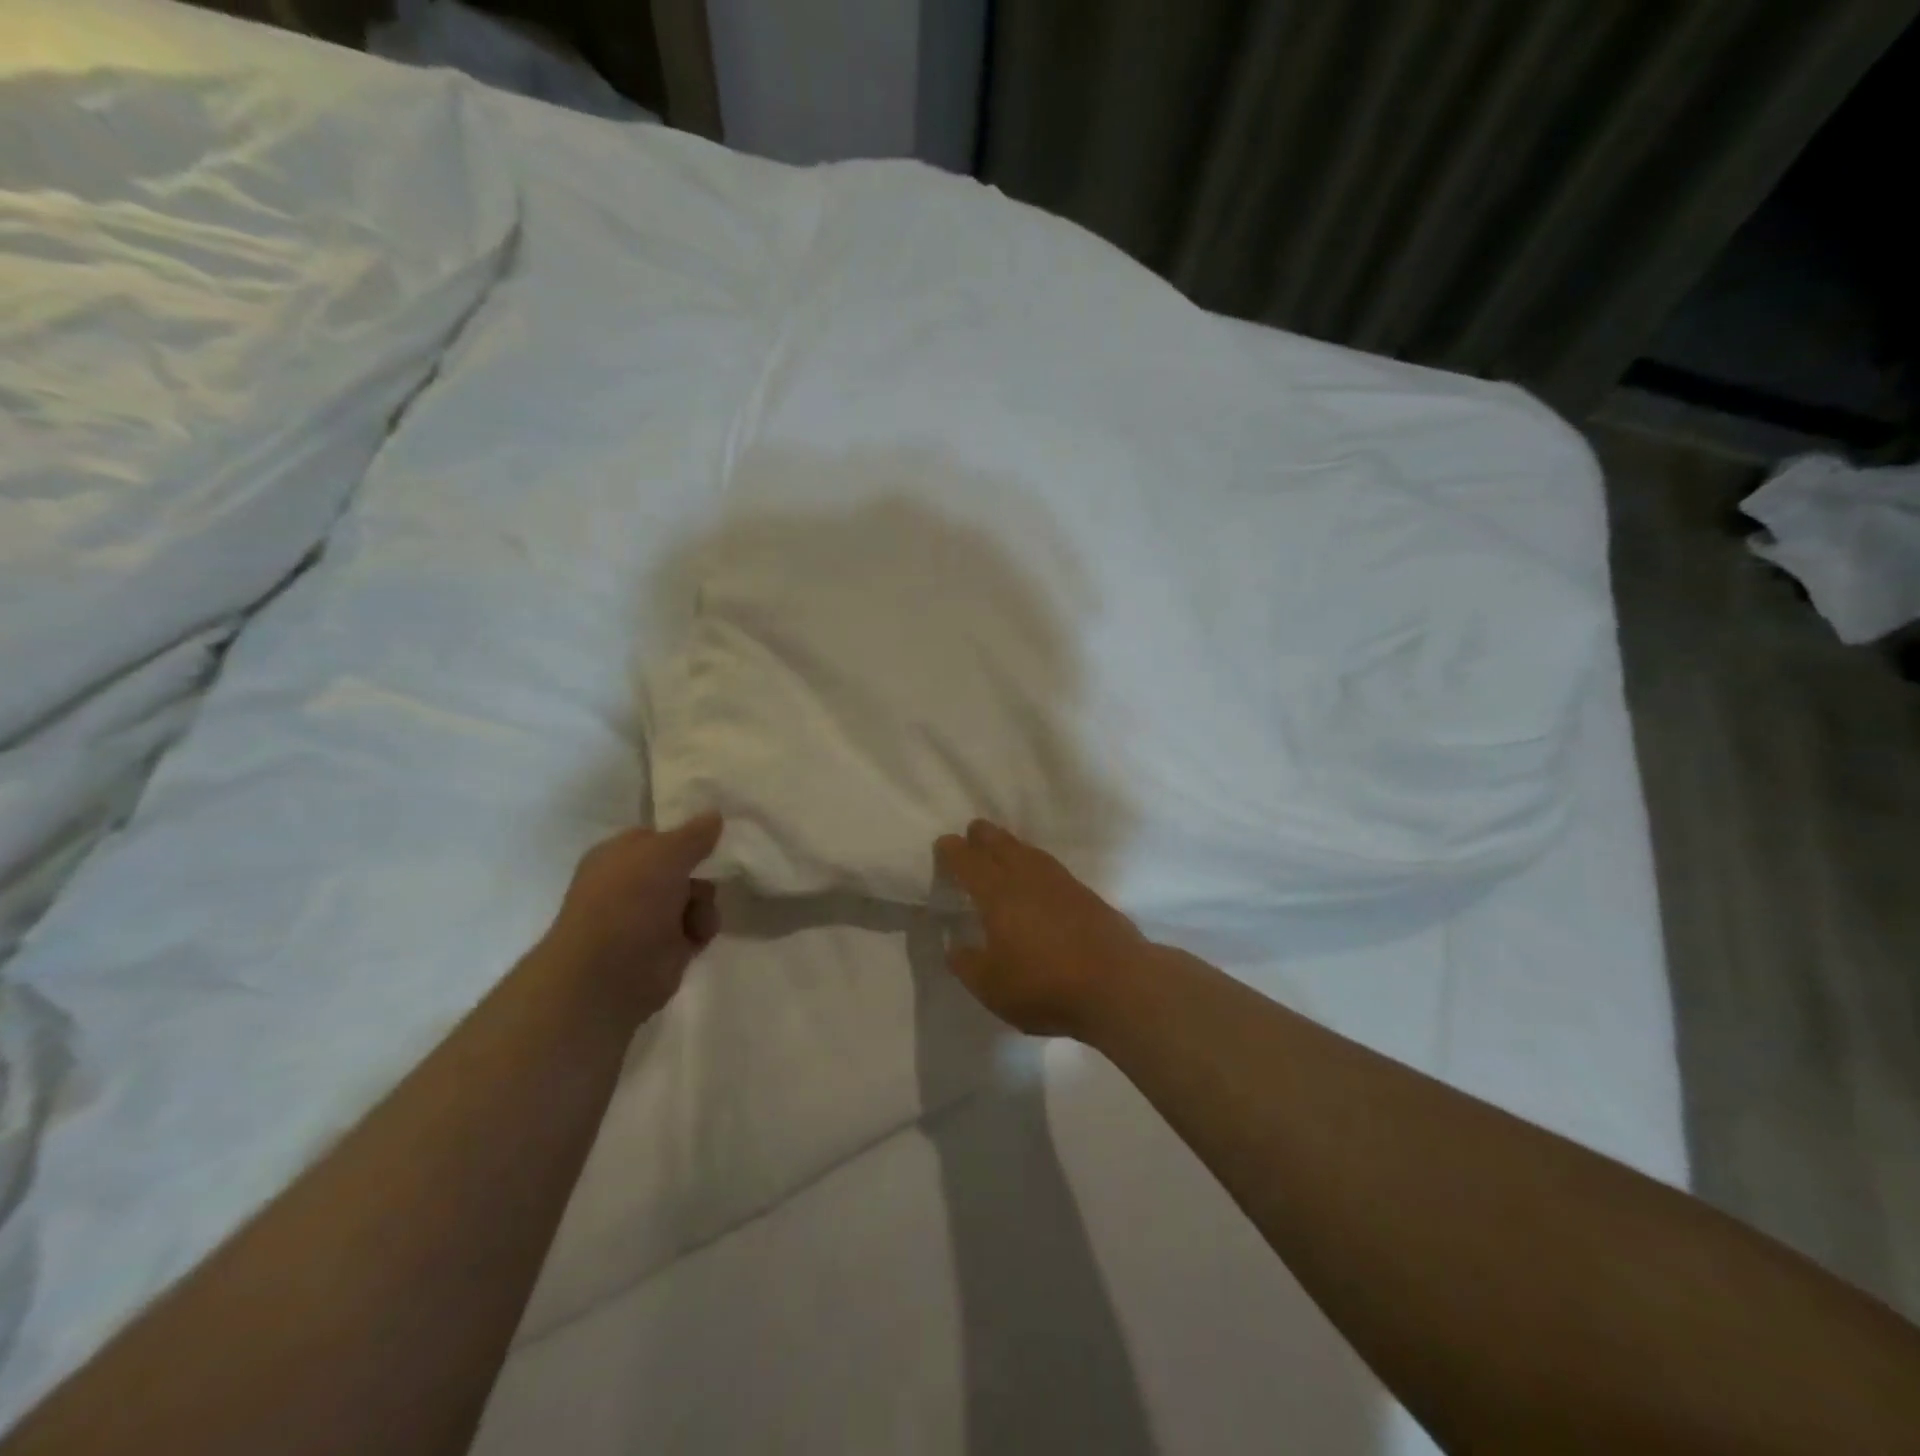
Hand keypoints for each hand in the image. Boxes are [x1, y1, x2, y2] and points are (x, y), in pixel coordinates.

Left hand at [542, 813, 722, 1024]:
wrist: (609, 974)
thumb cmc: (628, 901)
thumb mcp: (665, 853)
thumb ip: (694, 834)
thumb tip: (715, 815)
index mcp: (619, 855)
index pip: (659, 836)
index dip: (685, 836)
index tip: (713, 836)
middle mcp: (632, 883)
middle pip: (684, 866)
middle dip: (700, 873)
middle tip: (705, 876)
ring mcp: (649, 916)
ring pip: (696, 896)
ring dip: (704, 904)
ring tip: (695, 918)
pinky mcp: (666, 946)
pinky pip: (698, 926)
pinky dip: (701, 929)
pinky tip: (695, 937)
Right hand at [933, 819, 1149, 1038]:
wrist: (1117, 984)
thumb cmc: (1044, 985)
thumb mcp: (991, 986)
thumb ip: (967, 964)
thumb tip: (955, 945)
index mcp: (998, 894)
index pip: (969, 863)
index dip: (954, 851)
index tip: (944, 843)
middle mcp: (1028, 879)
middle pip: (1002, 845)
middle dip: (984, 836)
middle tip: (973, 831)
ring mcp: (1061, 883)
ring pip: (1030, 852)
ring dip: (1012, 845)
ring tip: (1004, 847)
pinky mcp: (1086, 895)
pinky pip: (1051, 867)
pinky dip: (1036, 862)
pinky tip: (1039, 874)